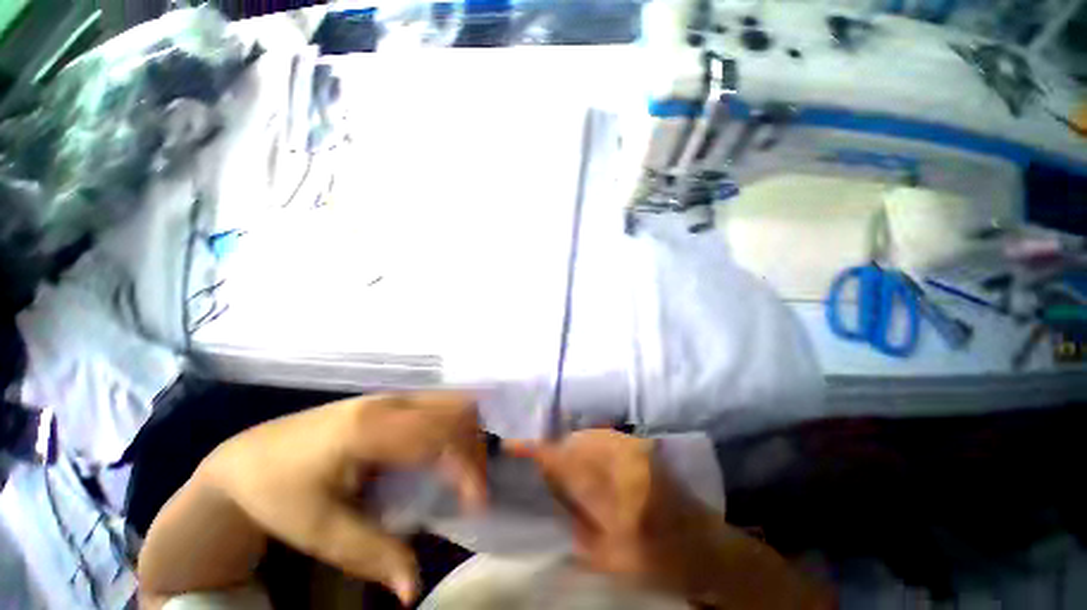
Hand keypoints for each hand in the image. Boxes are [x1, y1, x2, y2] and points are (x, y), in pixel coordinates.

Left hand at [139, 392, 486, 605]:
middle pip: (456, 410)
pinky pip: (440, 404)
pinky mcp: (391, 400)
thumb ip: (371, 554)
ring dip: (467, 433)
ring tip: (461, 472)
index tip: (477, 503)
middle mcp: (390, 402)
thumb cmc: (278, 493)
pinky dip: (454, 425)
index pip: (439, 436)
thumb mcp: (317, 531)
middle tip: (470, 488)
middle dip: (474, 447)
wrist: (249, 456)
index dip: (467, 465)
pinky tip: (443, 453)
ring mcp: (391, 396)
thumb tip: (412, 591)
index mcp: (370, 429)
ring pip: (452, 401)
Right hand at [508, 430, 832, 608]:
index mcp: (619, 501)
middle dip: (553, 449)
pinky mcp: (642, 443)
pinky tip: (584, 460)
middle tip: (537, 462)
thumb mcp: (610, 559)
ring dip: (570, 447)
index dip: (537, 451)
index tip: (512, 444)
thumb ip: (574, 524)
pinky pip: (602, 436)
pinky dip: (587, 444)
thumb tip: (547, 492)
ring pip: (587, 436)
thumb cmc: (660, 565)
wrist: (707, 547)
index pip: (568, 465)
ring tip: (560, 464)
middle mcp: (628, 464)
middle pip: (575, 443)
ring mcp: (637, 448)